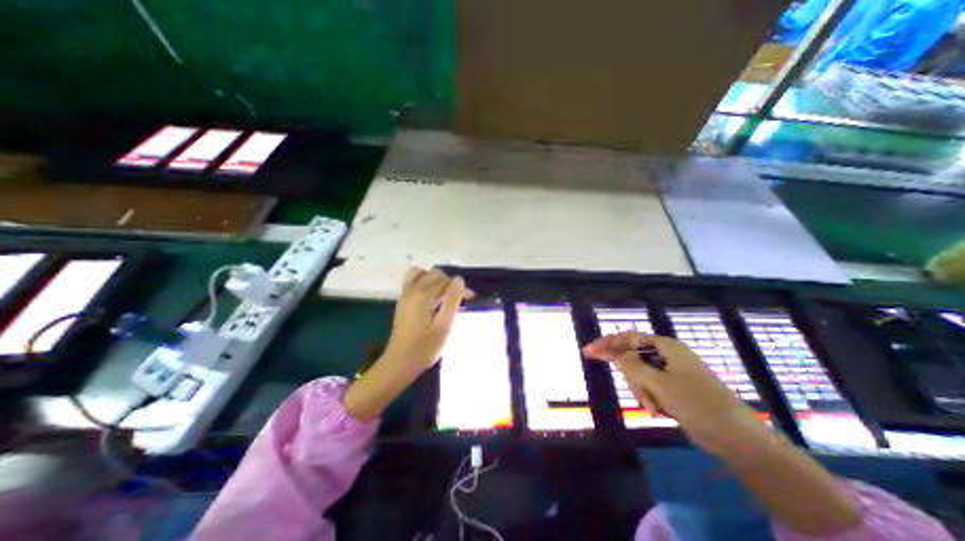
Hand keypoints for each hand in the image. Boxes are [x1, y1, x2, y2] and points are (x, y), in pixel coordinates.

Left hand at [346, 267, 472, 422]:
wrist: (399, 363)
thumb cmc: (425, 348)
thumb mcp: (444, 326)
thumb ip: (452, 300)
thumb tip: (459, 279)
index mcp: (424, 295)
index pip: (446, 281)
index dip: (460, 288)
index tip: (471, 298)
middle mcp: (412, 290)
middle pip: (435, 274)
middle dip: (450, 282)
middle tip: (461, 298)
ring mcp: (405, 294)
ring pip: (422, 273)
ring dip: (436, 279)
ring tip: (446, 293)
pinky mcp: (402, 300)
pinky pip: (412, 280)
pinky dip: (424, 280)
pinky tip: (432, 294)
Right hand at [580, 333, 760, 454]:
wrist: (738, 439)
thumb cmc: (697, 405)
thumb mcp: (659, 383)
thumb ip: (632, 366)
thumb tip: (616, 354)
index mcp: (665, 347)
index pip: (627, 338)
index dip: (606, 343)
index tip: (587, 352)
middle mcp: (667, 355)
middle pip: (633, 358)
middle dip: (634, 379)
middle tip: (645, 398)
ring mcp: (672, 372)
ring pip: (640, 376)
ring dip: (644, 392)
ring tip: (658, 409)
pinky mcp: (675, 388)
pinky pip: (651, 388)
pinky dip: (651, 399)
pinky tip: (661, 411)